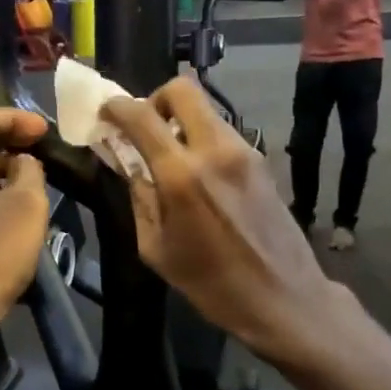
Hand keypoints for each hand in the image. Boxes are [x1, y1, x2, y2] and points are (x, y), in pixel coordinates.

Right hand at [102, 78, 342, 373]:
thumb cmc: (212, 284)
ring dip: (180, 119)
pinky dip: (201, 137)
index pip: (142, 115)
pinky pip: (222, 131)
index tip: (105, 112)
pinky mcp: (260, 160)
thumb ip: (139, 196)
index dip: (117, 106)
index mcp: (182, 175)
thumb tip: (127, 161)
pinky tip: (197, 173)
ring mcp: (244, 151)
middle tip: (145, 128)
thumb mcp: (156, 248)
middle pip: (182, 88)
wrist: (285, 300)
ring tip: (169, 155)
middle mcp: (215, 150)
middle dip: (155, 99)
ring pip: (205, 108)